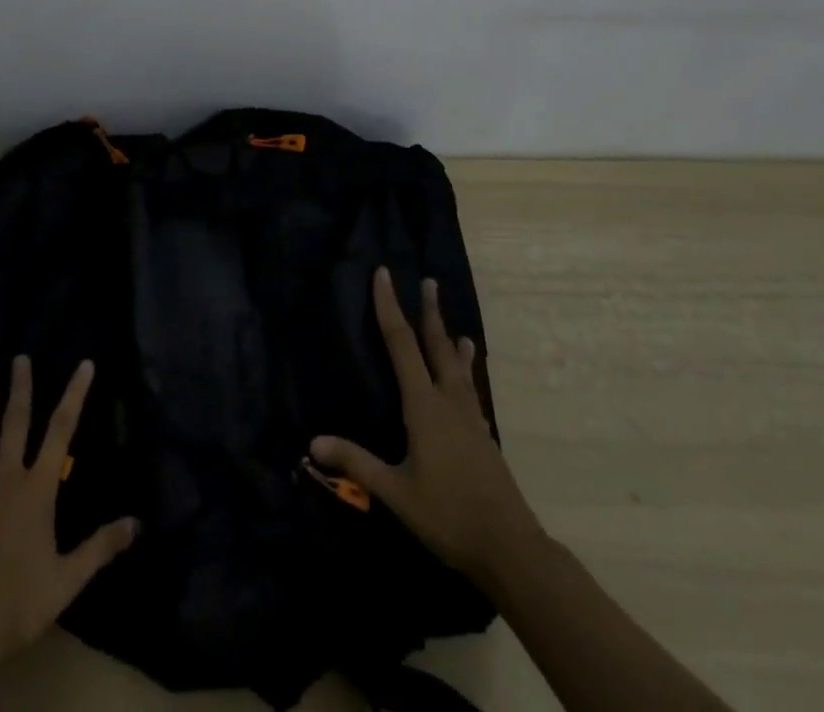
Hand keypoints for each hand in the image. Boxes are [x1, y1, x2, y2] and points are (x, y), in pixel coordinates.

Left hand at [0, 355, 138, 666]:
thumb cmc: (18, 601)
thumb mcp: (67, 579)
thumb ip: (100, 547)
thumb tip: (136, 523)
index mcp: (37, 489)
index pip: (62, 431)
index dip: (74, 394)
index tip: (84, 364)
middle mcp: (4, 480)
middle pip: (14, 425)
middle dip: (20, 389)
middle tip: (20, 358)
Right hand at [312, 268, 542, 582]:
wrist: (510, 547)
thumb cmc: (448, 515)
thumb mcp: (396, 492)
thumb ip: (357, 463)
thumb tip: (313, 442)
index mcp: (424, 406)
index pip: (402, 344)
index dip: (390, 307)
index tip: (384, 274)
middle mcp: (449, 402)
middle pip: (437, 346)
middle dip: (430, 312)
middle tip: (430, 282)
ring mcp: (471, 419)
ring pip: (459, 369)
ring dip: (453, 343)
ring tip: (458, 330)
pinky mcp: (484, 437)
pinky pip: (472, 394)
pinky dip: (467, 378)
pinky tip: (469, 389)